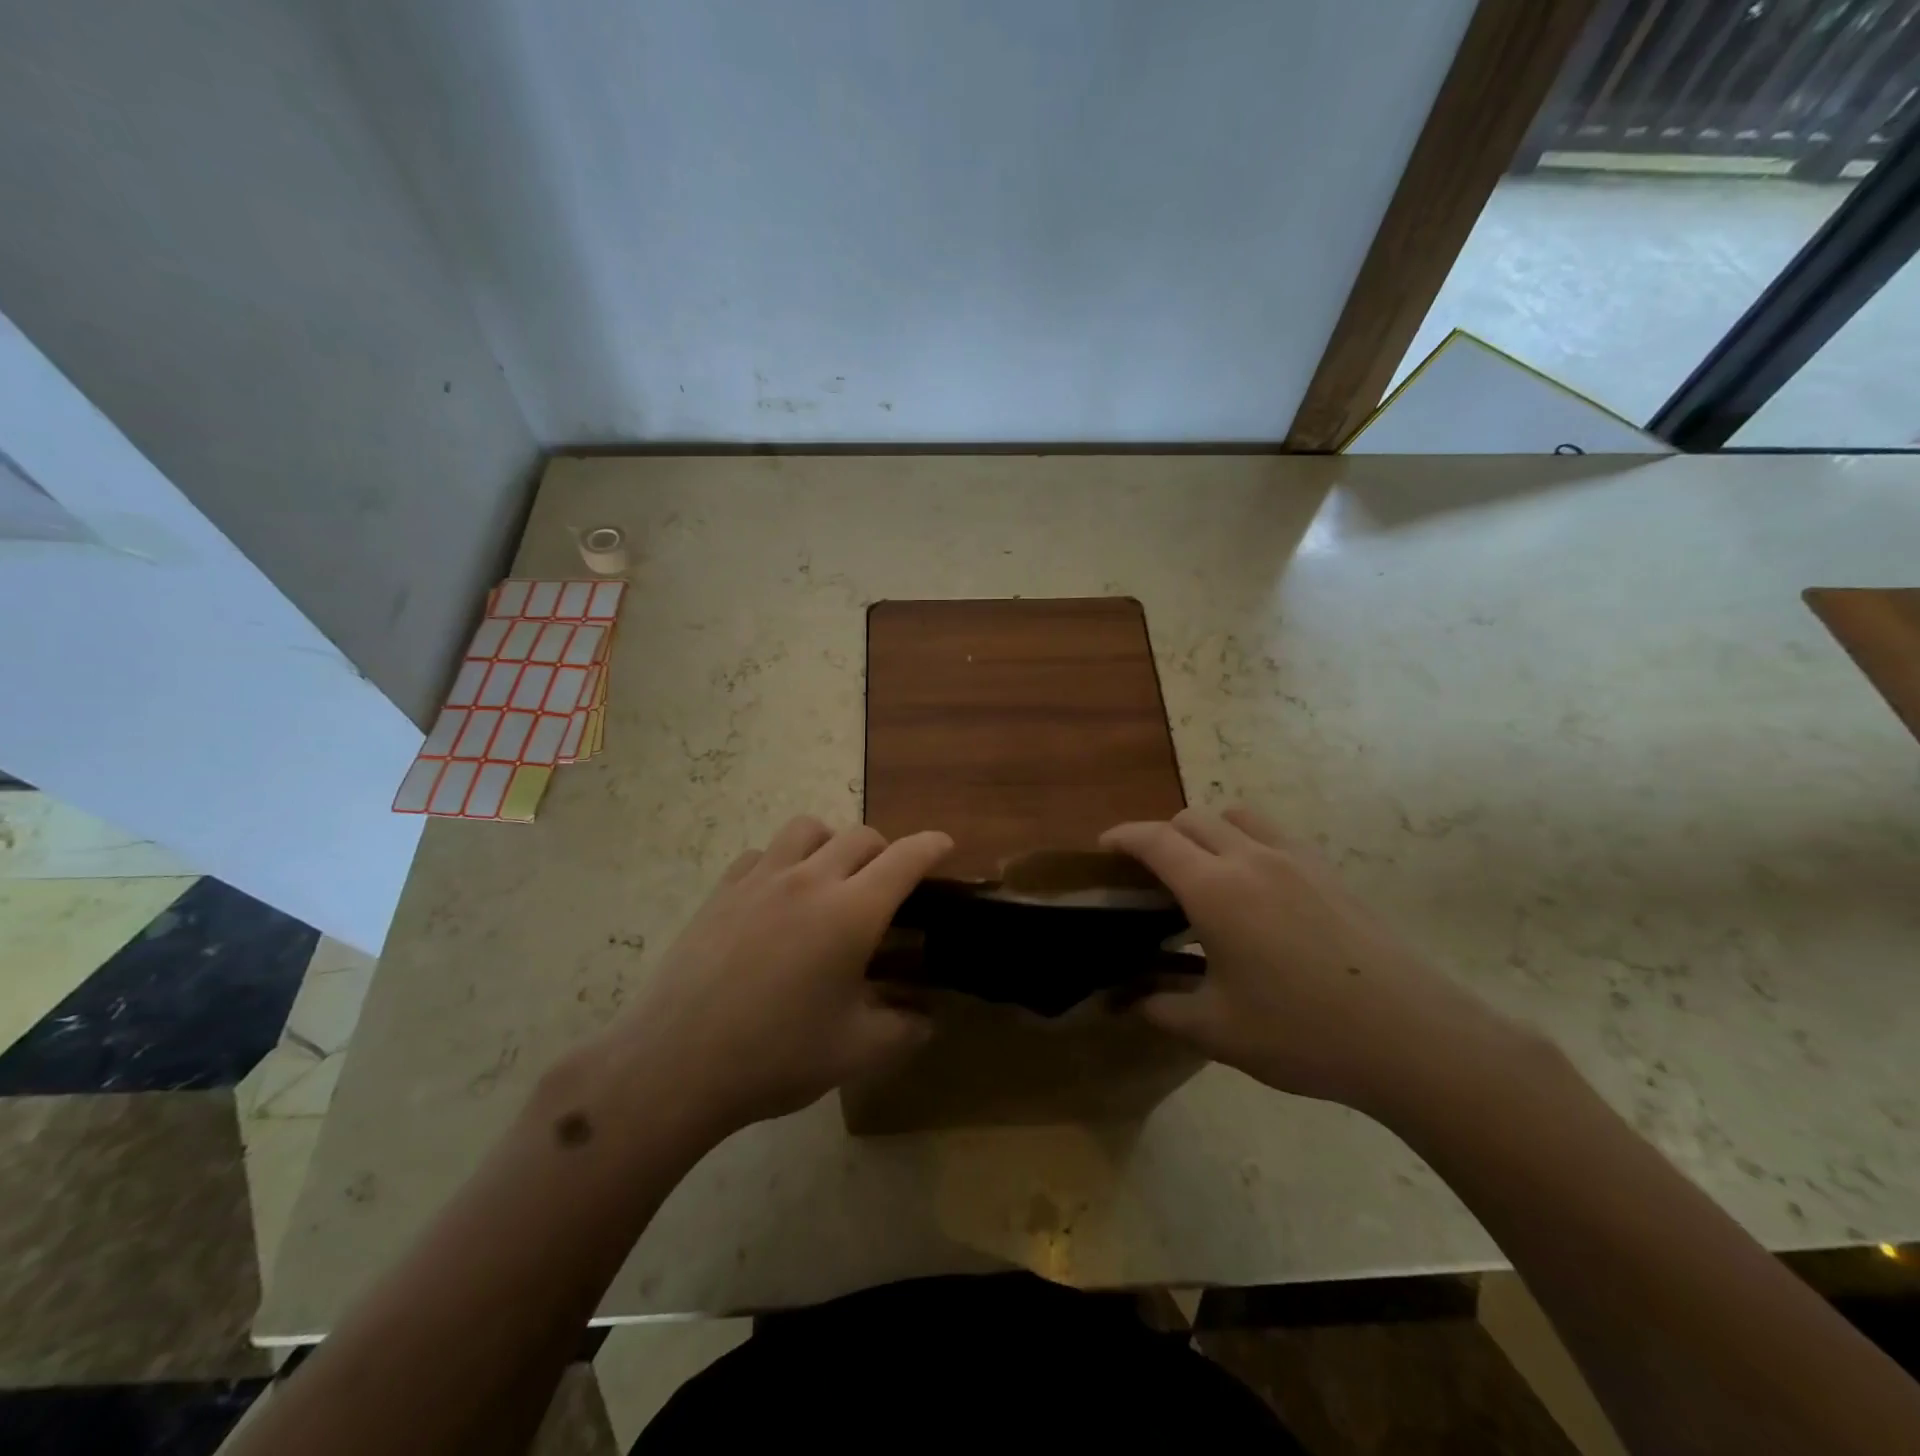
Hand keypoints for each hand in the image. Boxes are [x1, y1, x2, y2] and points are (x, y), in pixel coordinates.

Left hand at [603, 817, 951, 1138]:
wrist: (676, 1064)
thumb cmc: (776, 1056)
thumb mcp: (857, 1051)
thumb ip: (906, 1029)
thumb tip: (928, 1017)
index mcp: (852, 912)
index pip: (905, 858)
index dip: (931, 846)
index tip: (944, 845)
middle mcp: (810, 880)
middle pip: (861, 836)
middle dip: (886, 851)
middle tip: (887, 884)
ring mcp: (760, 879)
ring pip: (808, 828)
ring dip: (832, 842)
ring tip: (831, 877)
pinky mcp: (722, 890)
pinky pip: (762, 853)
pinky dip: (782, 860)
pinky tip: (776, 896)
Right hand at [1103, 806, 1520, 1115]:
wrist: (1411, 1038)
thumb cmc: (1302, 1032)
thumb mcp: (1216, 1030)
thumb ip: (1160, 1008)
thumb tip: (1124, 1001)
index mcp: (1215, 889)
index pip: (1155, 840)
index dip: (1122, 837)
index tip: (1103, 849)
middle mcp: (1251, 859)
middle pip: (1192, 818)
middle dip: (1161, 835)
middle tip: (1151, 876)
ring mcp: (1296, 860)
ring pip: (1236, 816)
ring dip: (1207, 830)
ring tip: (1203, 872)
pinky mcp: (1329, 872)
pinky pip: (1273, 835)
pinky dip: (1246, 842)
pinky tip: (1256, 892)